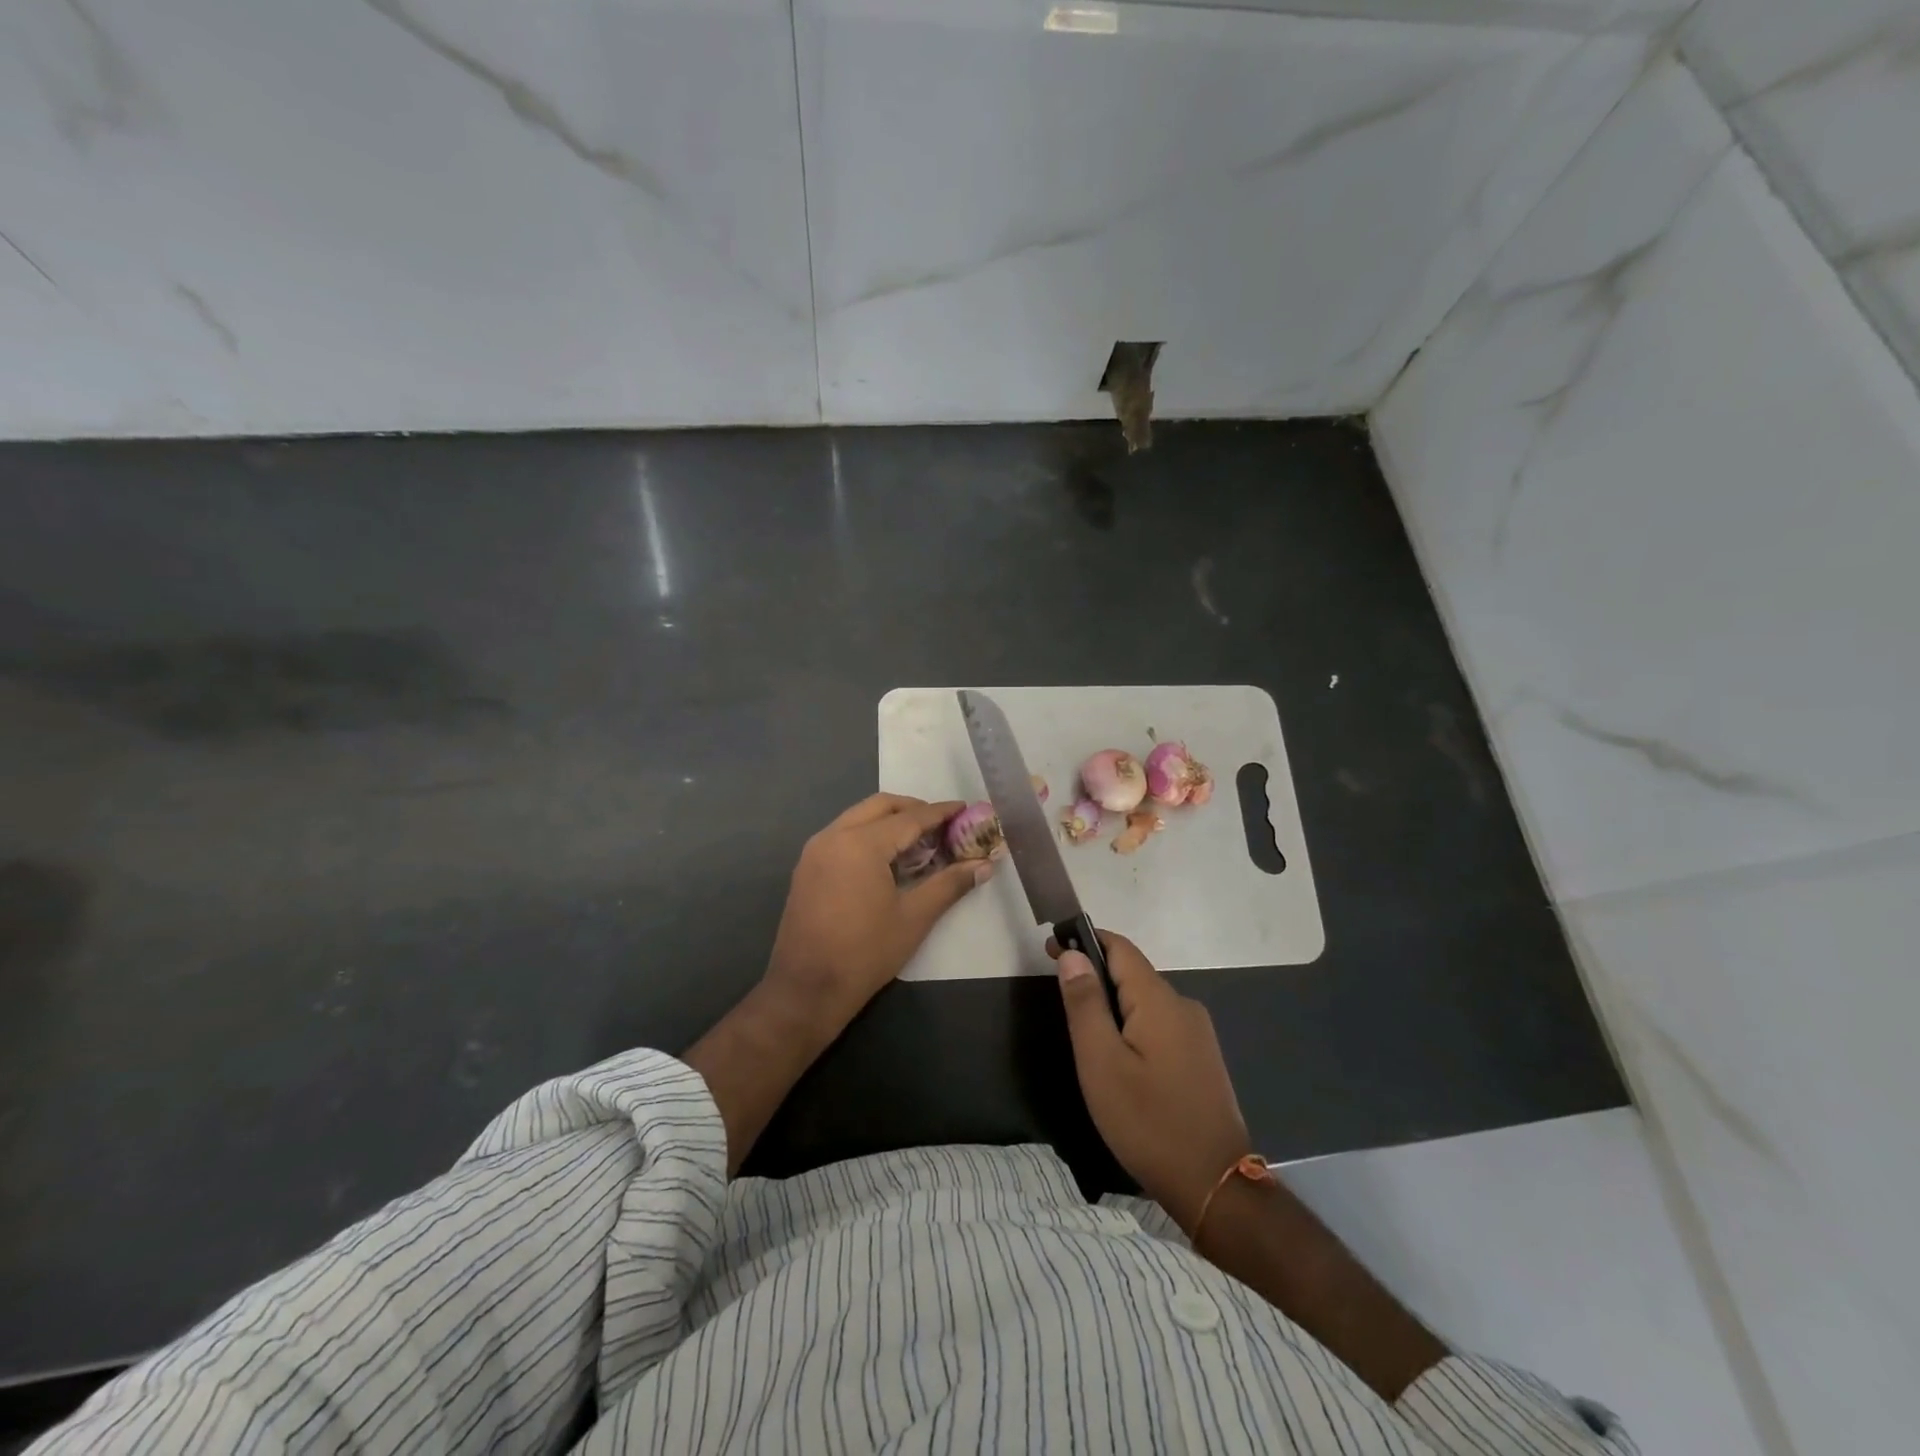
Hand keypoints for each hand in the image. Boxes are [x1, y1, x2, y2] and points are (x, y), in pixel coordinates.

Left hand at [765, 793, 991, 1028]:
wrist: (806, 990)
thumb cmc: (865, 953)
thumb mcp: (914, 918)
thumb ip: (950, 884)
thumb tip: (984, 865)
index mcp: (860, 844)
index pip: (909, 818)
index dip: (940, 813)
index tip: (965, 808)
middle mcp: (833, 836)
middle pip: (880, 806)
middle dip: (913, 809)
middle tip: (942, 825)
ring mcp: (815, 850)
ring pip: (858, 817)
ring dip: (889, 821)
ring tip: (920, 843)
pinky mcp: (807, 867)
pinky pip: (843, 835)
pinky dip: (868, 835)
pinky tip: (888, 860)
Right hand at [1050, 931, 1251, 1234]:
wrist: (1215, 1186)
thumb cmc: (1148, 1122)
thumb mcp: (1101, 1063)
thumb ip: (1085, 1004)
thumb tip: (1071, 954)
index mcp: (1159, 1000)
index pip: (1120, 947)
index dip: (1085, 940)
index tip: (1051, 947)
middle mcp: (1183, 1006)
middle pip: (1133, 974)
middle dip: (1096, 976)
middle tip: (1062, 1001)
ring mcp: (1197, 1033)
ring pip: (1146, 1002)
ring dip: (1114, 1005)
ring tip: (1086, 1038)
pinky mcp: (1201, 1059)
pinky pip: (1160, 1025)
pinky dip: (1133, 1027)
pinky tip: (1121, 1061)